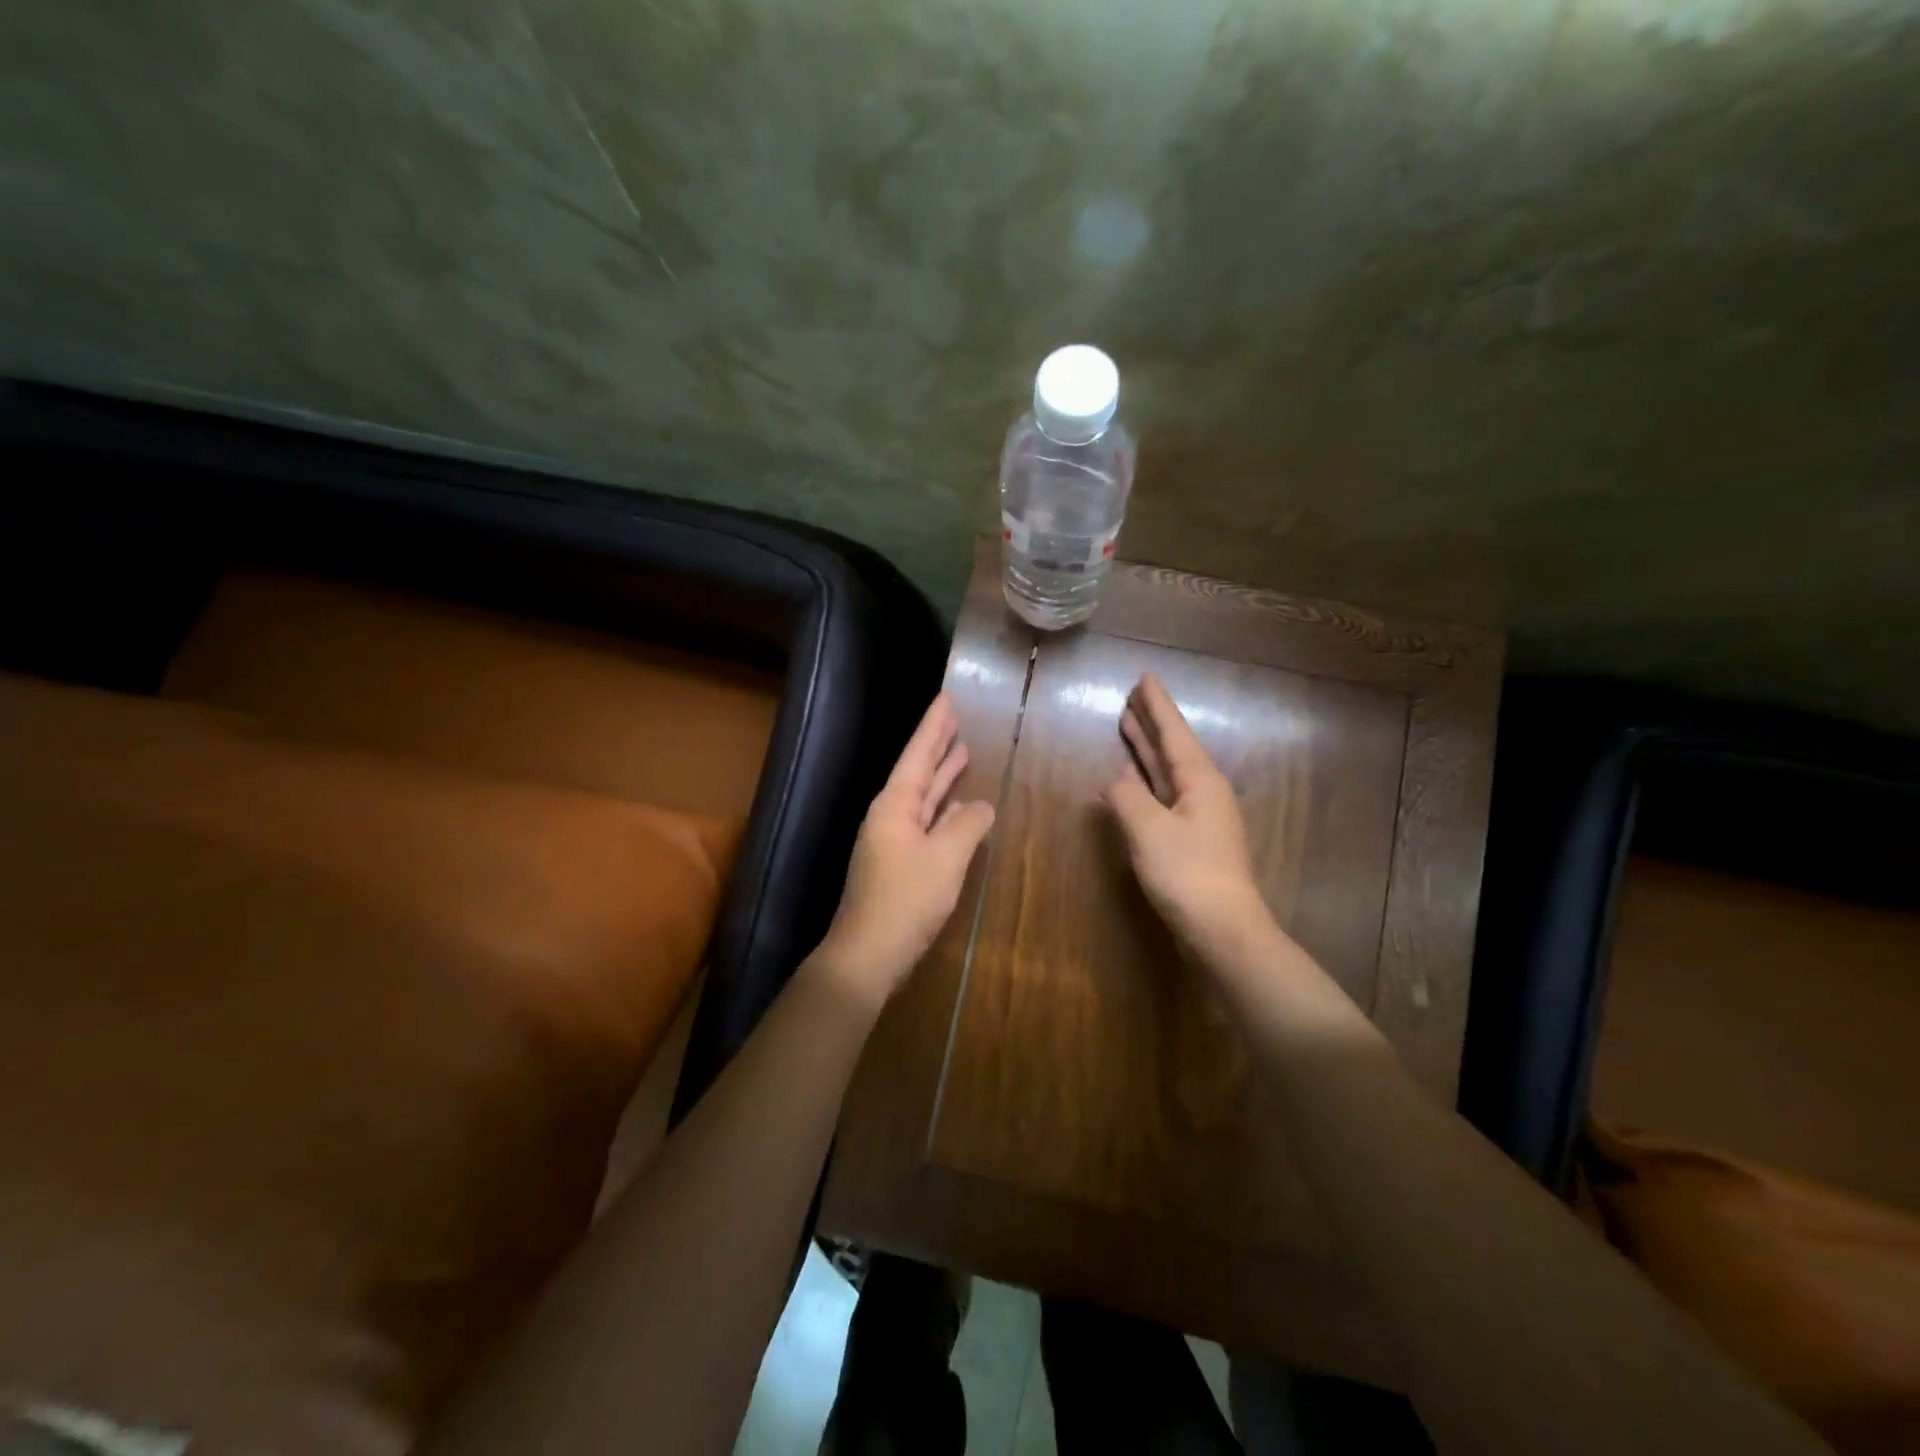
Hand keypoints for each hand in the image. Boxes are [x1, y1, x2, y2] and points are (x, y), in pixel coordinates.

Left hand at [813, 693, 995, 1008]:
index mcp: (894, 806)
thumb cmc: (906, 899)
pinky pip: (926, 824)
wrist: (868, 954)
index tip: (946, 699)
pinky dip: (943, 812)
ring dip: (942, 777)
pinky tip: (959, 807)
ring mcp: (893, 841)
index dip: (933, 727)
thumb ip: (968, 825)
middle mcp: (890, 816)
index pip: (917, 755)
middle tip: (955, 718)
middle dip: (937, 746)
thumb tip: (981, 806)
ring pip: (922, 798)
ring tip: (962, 752)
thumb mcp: (946, 858)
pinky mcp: (900, 864)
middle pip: (917, 772)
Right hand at [1105, 674, 1275, 964]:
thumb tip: (1116, 782)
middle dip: (1152, 723)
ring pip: (1168, 772)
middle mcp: (1203, 792)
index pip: (1174, 733)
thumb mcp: (1148, 829)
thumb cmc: (1187, 873)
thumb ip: (1126, 797)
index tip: (1146, 677)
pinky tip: (1132, 780)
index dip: (1157, 705)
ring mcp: (1199, 817)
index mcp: (1200, 781)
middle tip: (1133, 697)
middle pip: (1173, 748)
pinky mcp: (1191, 840)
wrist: (1223, 929)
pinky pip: (1164, 795)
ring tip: (1128, 726)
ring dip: (1147, 750)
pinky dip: (1146, 782)